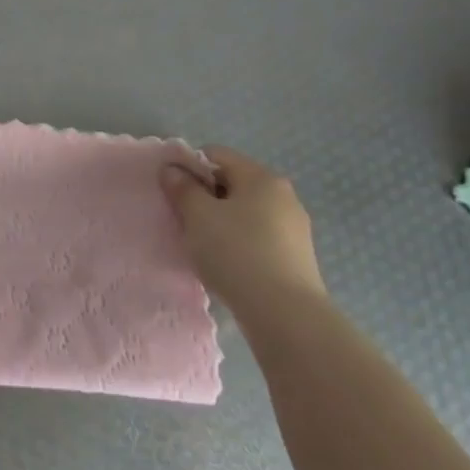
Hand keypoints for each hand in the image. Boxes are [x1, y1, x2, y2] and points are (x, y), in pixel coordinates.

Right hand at [159, 146, 323, 318]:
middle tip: (186, 221)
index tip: (174, 193)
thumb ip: (182, 188)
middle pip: (232, 182)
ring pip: (245, 211)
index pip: (216, 155)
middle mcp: (283, 194)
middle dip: (206, 197)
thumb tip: (172, 169)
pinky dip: (240, 242)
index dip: (189, 167)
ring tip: (206, 247)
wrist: (285, 314)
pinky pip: (259, 236)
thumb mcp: (197, 216)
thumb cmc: (236, 253)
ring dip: (222, 221)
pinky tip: (229, 265)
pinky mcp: (297, 256)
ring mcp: (294, 226)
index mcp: (260, 176)